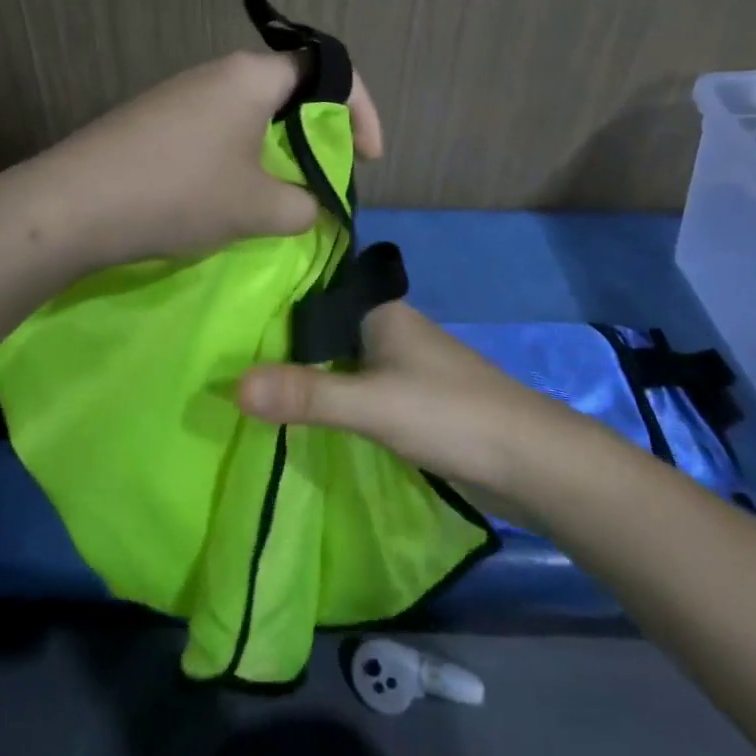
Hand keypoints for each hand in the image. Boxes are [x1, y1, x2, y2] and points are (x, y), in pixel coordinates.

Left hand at [24, 50, 383, 270]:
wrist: (71, 205)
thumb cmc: (179, 193)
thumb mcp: (257, 208)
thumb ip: (303, 205)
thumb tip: (307, 206)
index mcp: (252, 76)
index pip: (328, 70)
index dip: (361, 111)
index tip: (369, 158)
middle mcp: (218, 72)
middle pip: (290, 90)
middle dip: (319, 133)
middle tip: (327, 177)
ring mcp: (182, 93)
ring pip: (252, 112)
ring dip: (278, 149)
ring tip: (281, 194)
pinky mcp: (156, 119)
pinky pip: (218, 128)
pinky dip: (241, 156)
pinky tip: (229, 194)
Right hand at [236, 302, 580, 495]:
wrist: (531, 463)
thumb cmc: (450, 414)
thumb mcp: (372, 404)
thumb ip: (307, 394)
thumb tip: (232, 385)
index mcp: (381, 312)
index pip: (316, 293)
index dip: (274, 302)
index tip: (226, 313)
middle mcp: (390, 331)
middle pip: (324, 330)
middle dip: (283, 344)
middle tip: (224, 355)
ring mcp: (403, 367)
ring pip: (341, 361)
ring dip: (307, 374)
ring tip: (249, 384)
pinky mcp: (412, 401)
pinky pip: (357, 389)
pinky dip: (331, 398)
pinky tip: (301, 412)